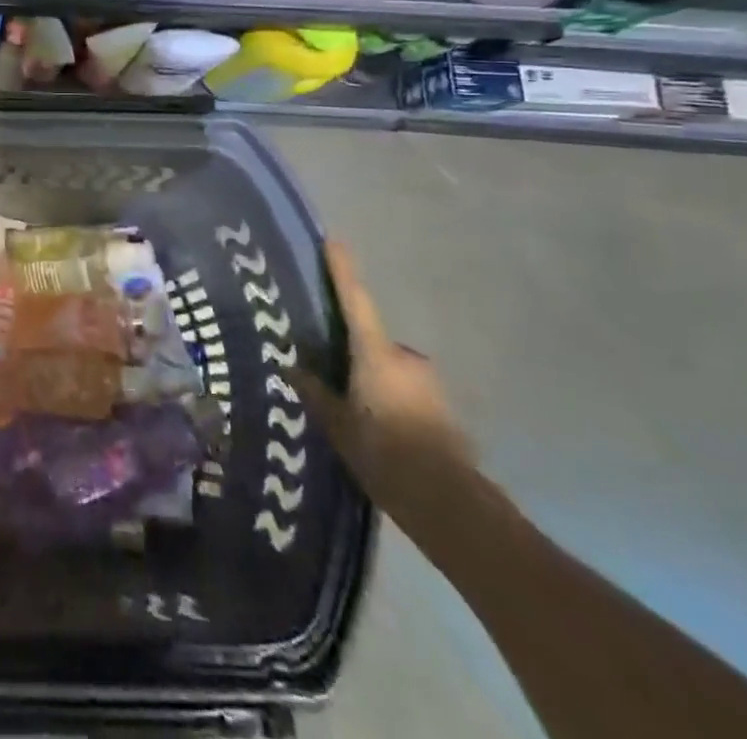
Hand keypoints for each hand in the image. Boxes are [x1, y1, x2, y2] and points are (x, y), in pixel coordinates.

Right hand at [288, 241, 476, 534]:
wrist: (452, 506)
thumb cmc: (385, 456)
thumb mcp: (338, 426)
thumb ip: (316, 393)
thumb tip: (294, 367)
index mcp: (375, 355)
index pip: (354, 300)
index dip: (342, 269)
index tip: (334, 239)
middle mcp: (405, 359)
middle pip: (371, 342)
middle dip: (353, 355)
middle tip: (332, 377)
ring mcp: (429, 384)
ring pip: (389, 370)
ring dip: (373, 382)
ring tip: (356, 416)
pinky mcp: (444, 409)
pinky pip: (406, 392)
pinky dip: (391, 402)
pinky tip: (381, 434)